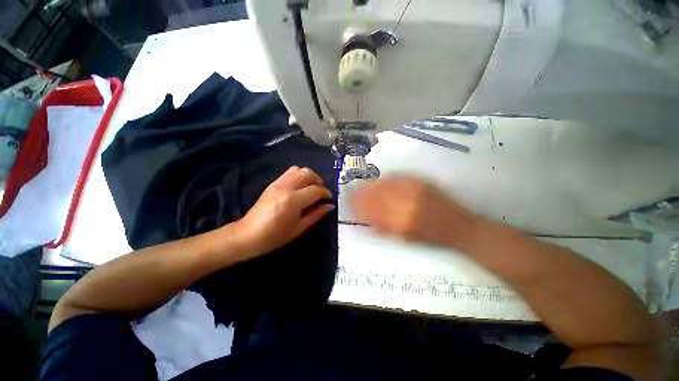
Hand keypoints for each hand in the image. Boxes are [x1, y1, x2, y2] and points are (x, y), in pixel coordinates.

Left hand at [236, 166, 334, 256]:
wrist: (247, 235)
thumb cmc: (275, 236)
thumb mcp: (299, 228)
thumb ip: (316, 214)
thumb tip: (330, 205)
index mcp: (293, 200)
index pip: (316, 190)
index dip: (326, 193)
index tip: (329, 199)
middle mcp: (286, 187)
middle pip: (308, 173)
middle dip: (319, 180)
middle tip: (321, 192)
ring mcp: (277, 183)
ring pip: (298, 169)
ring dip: (309, 176)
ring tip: (311, 188)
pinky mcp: (272, 183)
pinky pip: (289, 172)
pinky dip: (299, 176)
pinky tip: (300, 188)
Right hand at [351, 176, 486, 252]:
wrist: (460, 227)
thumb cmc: (431, 239)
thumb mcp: (403, 239)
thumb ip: (381, 227)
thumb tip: (363, 218)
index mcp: (401, 220)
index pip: (372, 209)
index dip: (357, 205)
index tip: (349, 203)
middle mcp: (406, 200)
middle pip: (376, 193)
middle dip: (361, 193)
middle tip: (353, 194)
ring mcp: (414, 187)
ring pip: (384, 183)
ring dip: (371, 185)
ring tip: (363, 187)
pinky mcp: (420, 180)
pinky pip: (396, 176)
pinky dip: (384, 179)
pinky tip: (380, 182)